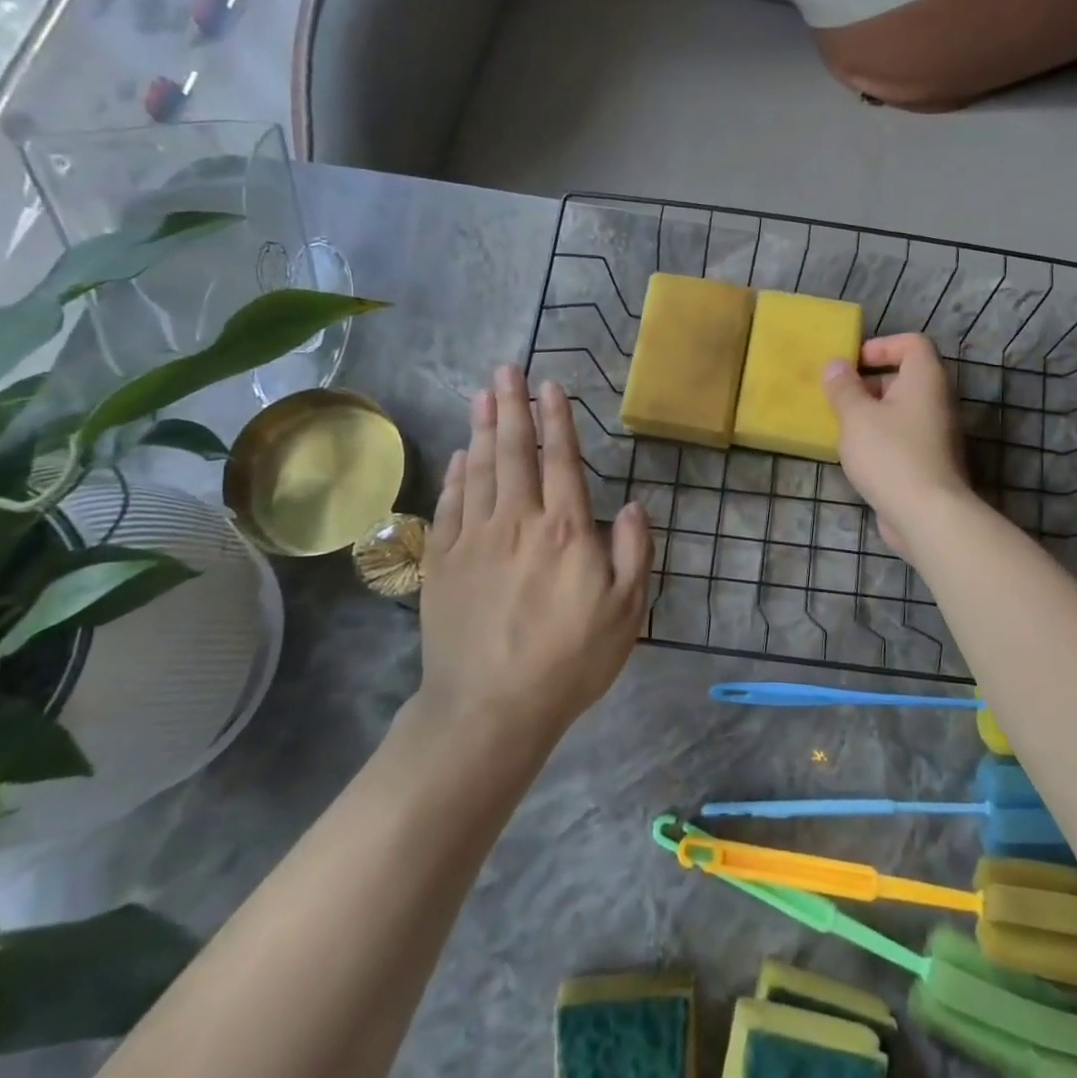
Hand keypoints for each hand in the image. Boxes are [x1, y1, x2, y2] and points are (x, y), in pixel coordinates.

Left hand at [414, 366, 652, 738]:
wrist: (489, 708)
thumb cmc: (569, 660)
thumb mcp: (625, 612)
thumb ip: (632, 551)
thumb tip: (631, 504)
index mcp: (565, 530)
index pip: (561, 460)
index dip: (556, 420)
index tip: (549, 386)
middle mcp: (518, 521)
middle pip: (513, 453)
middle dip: (512, 406)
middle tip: (505, 369)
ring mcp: (474, 539)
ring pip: (479, 469)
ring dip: (483, 428)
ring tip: (482, 394)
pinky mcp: (444, 562)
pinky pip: (451, 504)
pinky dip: (456, 473)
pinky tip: (460, 454)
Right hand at [822, 334, 972, 555]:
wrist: (928, 515)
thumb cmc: (890, 455)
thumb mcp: (856, 417)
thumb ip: (843, 388)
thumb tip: (835, 365)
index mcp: (925, 379)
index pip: (912, 343)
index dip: (882, 345)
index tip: (853, 363)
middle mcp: (937, 400)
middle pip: (904, 376)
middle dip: (869, 383)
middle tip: (838, 396)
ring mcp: (936, 433)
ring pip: (900, 410)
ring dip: (871, 413)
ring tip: (840, 426)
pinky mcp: (929, 461)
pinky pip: (902, 436)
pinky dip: (880, 438)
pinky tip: (855, 455)